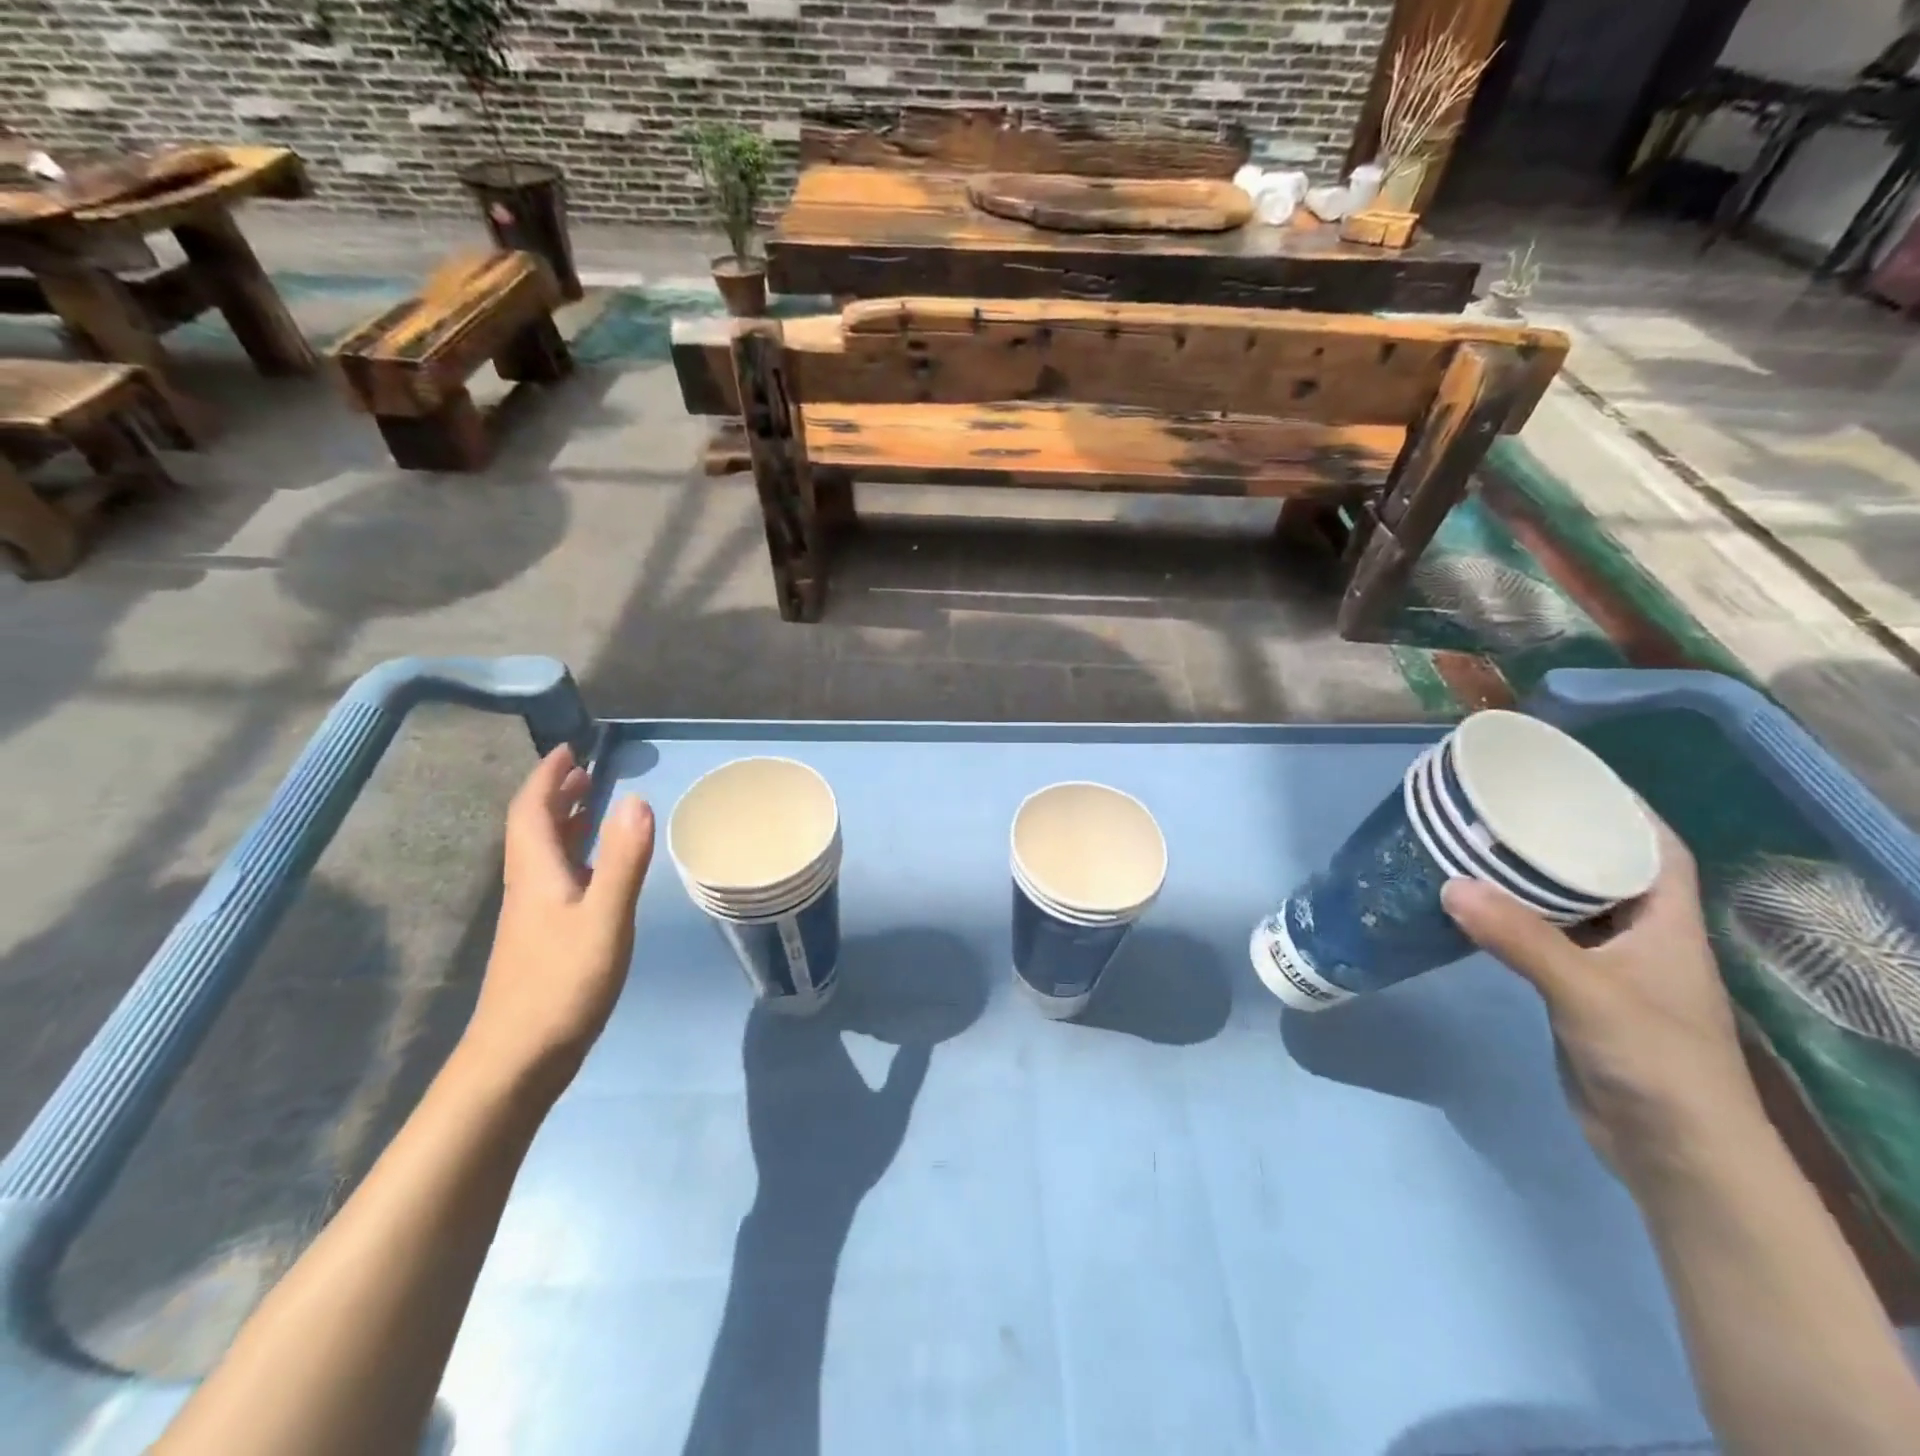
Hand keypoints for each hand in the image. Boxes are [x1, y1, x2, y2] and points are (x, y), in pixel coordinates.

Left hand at [462, 745, 654, 1096]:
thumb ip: (624, 861)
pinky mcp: (542, 939)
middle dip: (555, 794)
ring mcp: (532, 916)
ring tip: (591, 806)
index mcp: (536, 874)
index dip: (547, 777)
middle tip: (585, 772)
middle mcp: (528, 888)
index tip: (570, 749)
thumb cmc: (563, 984)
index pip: (531, 810)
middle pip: (532, 829)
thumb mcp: (604, 919)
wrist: (518, 1059)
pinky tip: (595, 871)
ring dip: (562, 823)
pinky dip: (573, 856)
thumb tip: (637, 799)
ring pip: (542, 855)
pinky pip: (555, 878)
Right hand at [1442, 815, 1762, 1177]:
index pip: (1655, 847)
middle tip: (1499, 806)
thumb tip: (1449, 885)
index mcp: (1668, 923)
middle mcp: (1642, 936)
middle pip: (1603, 868)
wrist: (1671, 1153)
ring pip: (1567, 904)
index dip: (1620, 806)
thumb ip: (1523, 940)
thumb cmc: (1656, 1063)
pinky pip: (1542, 938)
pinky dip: (1510, 917)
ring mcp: (1610, 966)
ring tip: (1474, 844)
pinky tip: (1473, 905)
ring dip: (1527, 877)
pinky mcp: (1578, 992)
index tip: (1565, 776)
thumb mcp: (1590, 994)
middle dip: (1559, 834)